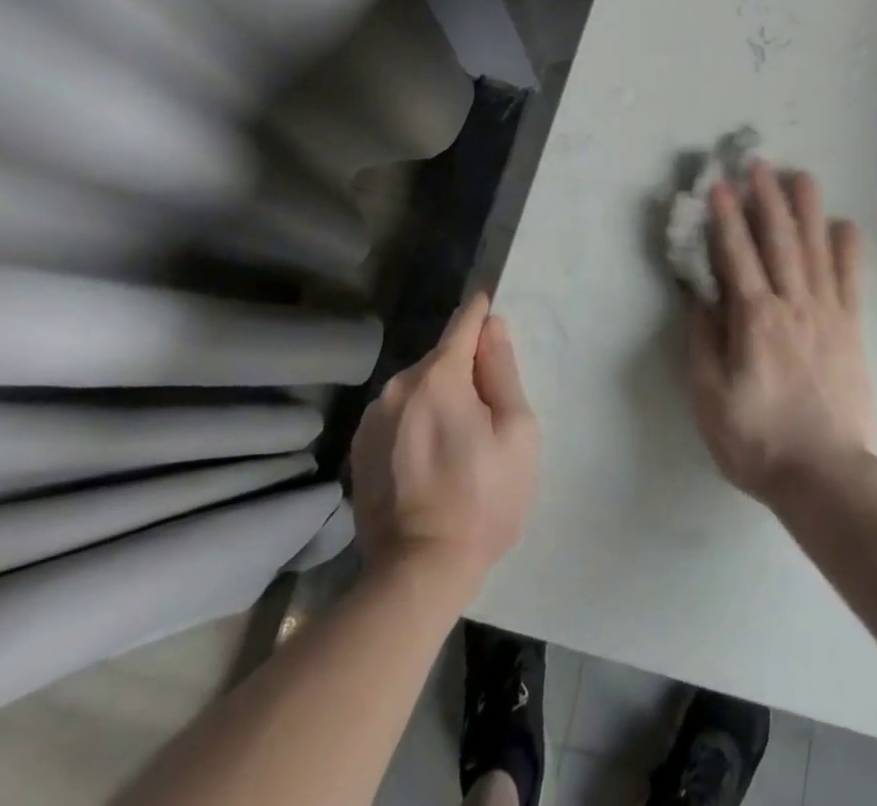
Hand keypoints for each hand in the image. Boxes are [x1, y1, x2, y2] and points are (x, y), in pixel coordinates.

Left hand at [350, 293, 538, 585]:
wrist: (419, 573)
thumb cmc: (484, 498)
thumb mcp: (516, 431)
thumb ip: (502, 371)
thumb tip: (493, 327)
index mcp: (438, 377)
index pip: (463, 323)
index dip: (481, 312)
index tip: (491, 304)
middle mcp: (397, 387)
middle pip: (441, 359)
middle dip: (466, 369)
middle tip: (489, 408)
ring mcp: (372, 420)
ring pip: (417, 388)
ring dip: (439, 397)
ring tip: (459, 441)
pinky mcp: (360, 450)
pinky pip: (398, 416)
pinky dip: (417, 422)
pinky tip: (430, 459)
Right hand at [687, 161, 871, 502]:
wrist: (826, 476)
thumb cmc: (758, 441)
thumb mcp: (709, 398)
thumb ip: (703, 341)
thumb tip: (699, 294)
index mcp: (755, 319)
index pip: (737, 255)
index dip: (726, 218)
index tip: (719, 185)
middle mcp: (793, 304)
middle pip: (779, 240)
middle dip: (767, 198)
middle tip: (759, 163)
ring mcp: (828, 313)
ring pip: (816, 249)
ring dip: (807, 210)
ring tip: (802, 175)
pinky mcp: (852, 328)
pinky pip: (851, 280)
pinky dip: (849, 249)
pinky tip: (846, 224)